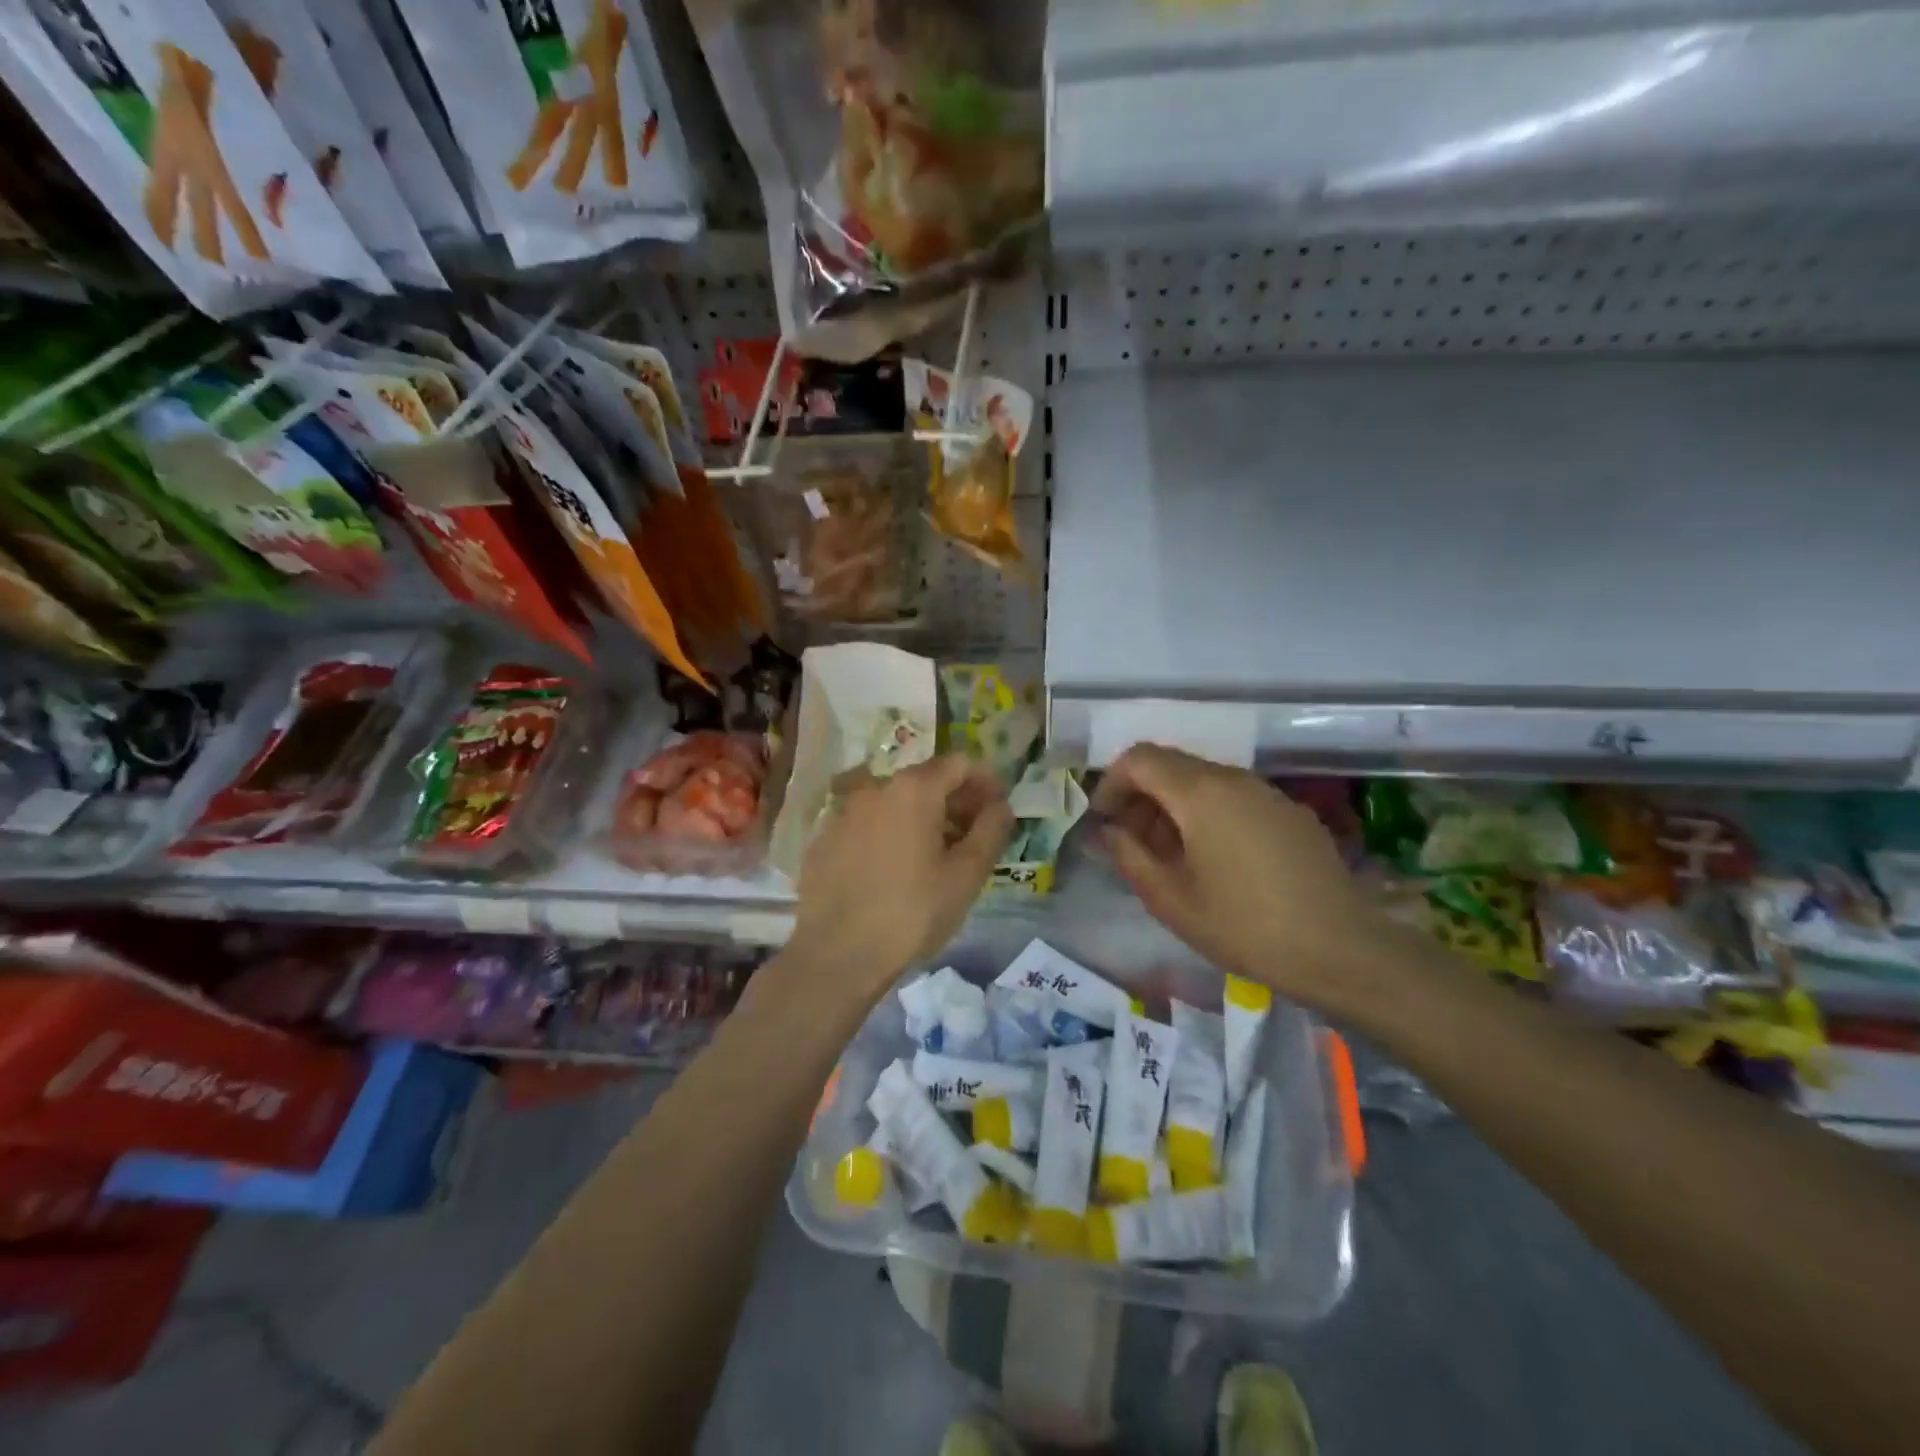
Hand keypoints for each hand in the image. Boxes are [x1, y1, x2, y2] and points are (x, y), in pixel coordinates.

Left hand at [786, 754, 1013, 1003]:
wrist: (836, 955)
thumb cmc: (912, 913)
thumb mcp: (966, 875)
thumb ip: (991, 831)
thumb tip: (1000, 805)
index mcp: (914, 789)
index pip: (959, 763)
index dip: (985, 781)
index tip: (998, 808)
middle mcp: (874, 787)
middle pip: (925, 780)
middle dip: (954, 800)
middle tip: (972, 835)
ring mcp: (843, 811)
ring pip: (893, 802)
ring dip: (920, 817)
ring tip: (934, 855)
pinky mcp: (824, 838)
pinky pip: (867, 824)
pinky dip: (888, 833)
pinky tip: (893, 870)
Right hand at [1094, 744, 1403, 1014]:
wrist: (1343, 950)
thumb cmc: (1245, 927)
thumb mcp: (1171, 900)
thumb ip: (1129, 856)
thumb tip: (1110, 831)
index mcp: (1200, 793)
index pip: (1139, 759)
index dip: (1111, 783)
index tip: (1104, 821)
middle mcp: (1234, 779)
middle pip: (1171, 766)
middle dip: (1140, 796)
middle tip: (1130, 842)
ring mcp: (1267, 793)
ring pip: (1203, 781)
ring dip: (1173, 807)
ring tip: (1169, 857)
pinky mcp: (1290, 812)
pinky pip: (1234, 798)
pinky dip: (1207, 814)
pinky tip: (1214, 861)